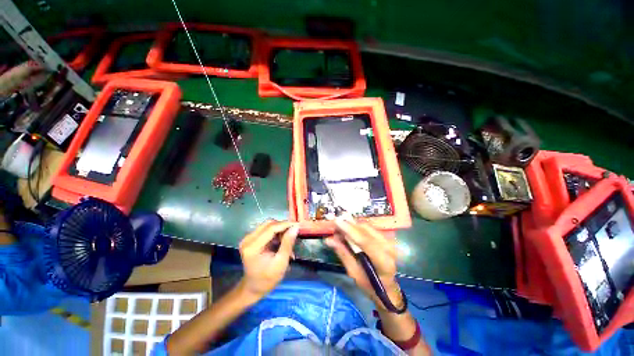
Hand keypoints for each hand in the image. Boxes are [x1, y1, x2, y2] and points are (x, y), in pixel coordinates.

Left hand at [239, 221, 298, 299]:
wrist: (254, 287)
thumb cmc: (268, 278)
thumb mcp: (281, 262)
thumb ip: (288, 243)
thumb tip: (295, 227)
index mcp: (253, 247)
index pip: (271, 228)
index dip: (285, 224)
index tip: (298, 224)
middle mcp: (248, 239)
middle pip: (268, 224)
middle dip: (283, 226)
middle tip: (293, 233)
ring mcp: (248, 238)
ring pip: (268, 225)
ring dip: (279, 229)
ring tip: (287, 239)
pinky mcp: (251, 239)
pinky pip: (266, 229)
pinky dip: (275, 233)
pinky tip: (281, 241)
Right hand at [324, 219, 402, 310]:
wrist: (387, 287)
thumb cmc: (370, 285)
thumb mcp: (354, 273)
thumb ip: (343, 254)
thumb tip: (329, 240)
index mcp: (383, 262)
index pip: (365, 242)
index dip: (350, 230)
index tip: (336, 222)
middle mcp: (388, 248)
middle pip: (366, 230)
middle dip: (348, 225)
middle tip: (334, 225)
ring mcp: (389, 242)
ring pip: (367, 227)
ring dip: (352, 225)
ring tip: (339, 228)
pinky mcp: (386, 238)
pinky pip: (369, 228)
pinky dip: (357, 227)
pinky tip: (349, 230)